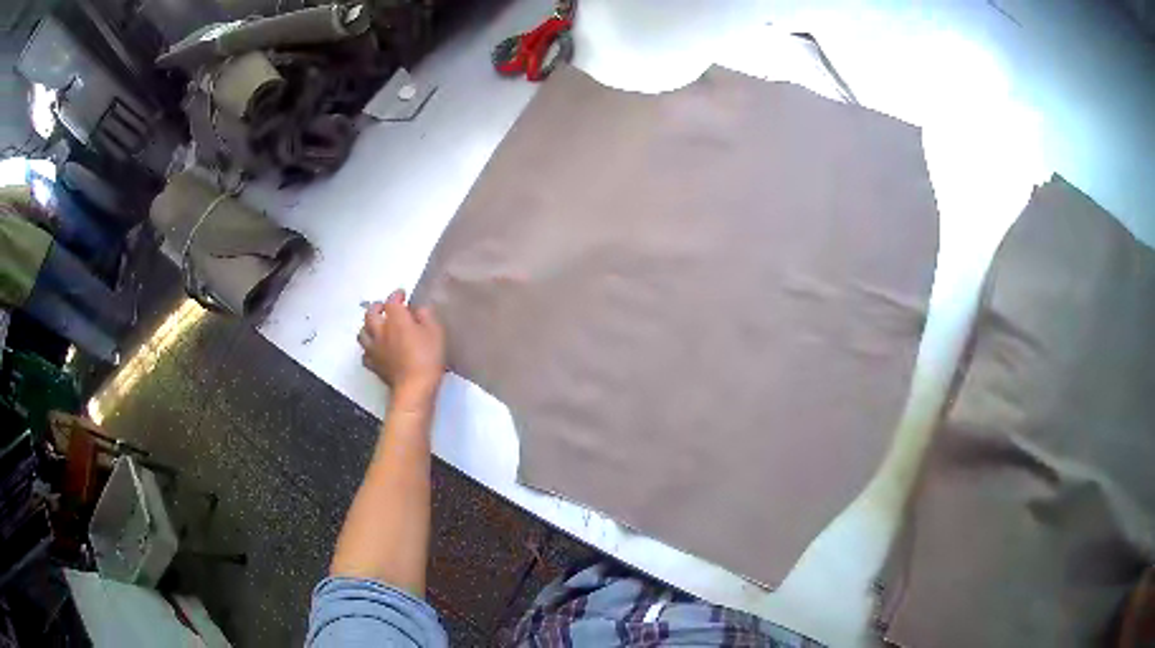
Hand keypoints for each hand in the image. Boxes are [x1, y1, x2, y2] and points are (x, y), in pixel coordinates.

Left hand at [358, 289, 445, 410]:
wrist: (414, 387)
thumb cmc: (427, 358)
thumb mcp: (436, 332)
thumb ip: (426, 315)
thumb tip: (418, 309)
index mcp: (396, 319)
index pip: (392, 301)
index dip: (396, 295)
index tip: (402, 295)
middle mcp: (380, 331)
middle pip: (370, 314)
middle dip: (376, 307)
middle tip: (383, 307)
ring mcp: (374, 349)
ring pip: (362, 333)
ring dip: (368, 326)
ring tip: (375, 326)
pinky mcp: (373, 365)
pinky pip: (365, 353)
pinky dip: (368, 348)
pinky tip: (374, 349)